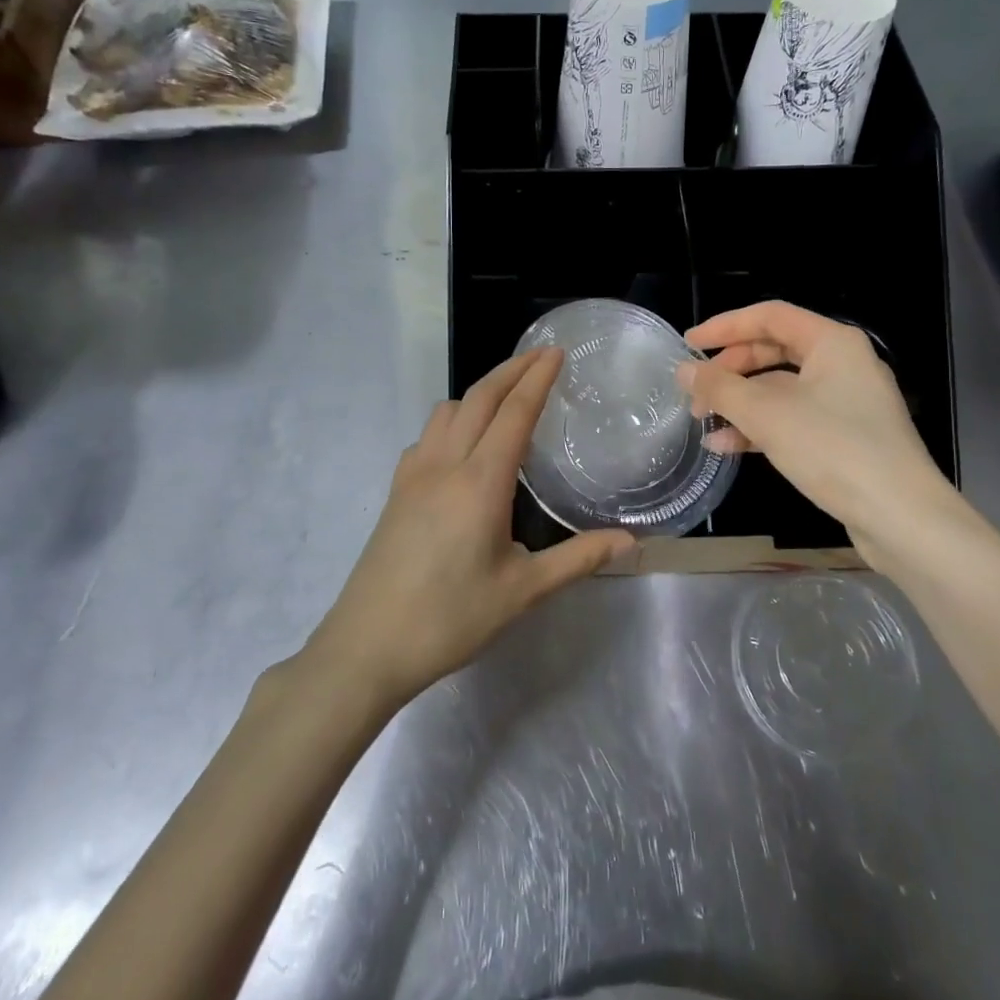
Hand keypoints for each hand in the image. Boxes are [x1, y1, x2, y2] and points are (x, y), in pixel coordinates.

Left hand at [303, 349, 632, 708]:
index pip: (514, 413)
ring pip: (447, 411)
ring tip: (506, 400)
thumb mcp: (523, 591)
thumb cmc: (450, 618)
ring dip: (478, 393)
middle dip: (510, 370)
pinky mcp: (397, 491)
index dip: (537, 378)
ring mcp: (413, 475)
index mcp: (481, 482)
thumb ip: (578, 559)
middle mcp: (445, 465)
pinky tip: (464, 447)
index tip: (556, 353)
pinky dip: (452, 421)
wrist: (367, 646)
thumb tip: (631, 542)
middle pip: (478, 398)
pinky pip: (427, 436)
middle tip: (540, 357)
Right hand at [678, 302, 959, 565]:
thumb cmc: (833, 449)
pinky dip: (760, 427)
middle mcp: (842, 364)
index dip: (725, 326)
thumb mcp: (767, 415)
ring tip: (702, 421)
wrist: (901, 517)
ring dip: (740, 403)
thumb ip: (721, 388)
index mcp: (832, 342)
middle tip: (695, 390)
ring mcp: (846, 402)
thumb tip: (684, 371)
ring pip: (780, 389)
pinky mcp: (844, 437)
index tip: (689, 344)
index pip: (770, 316)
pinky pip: (793, 418)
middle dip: (730, 370)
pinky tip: (727, 447)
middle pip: (774, 351)